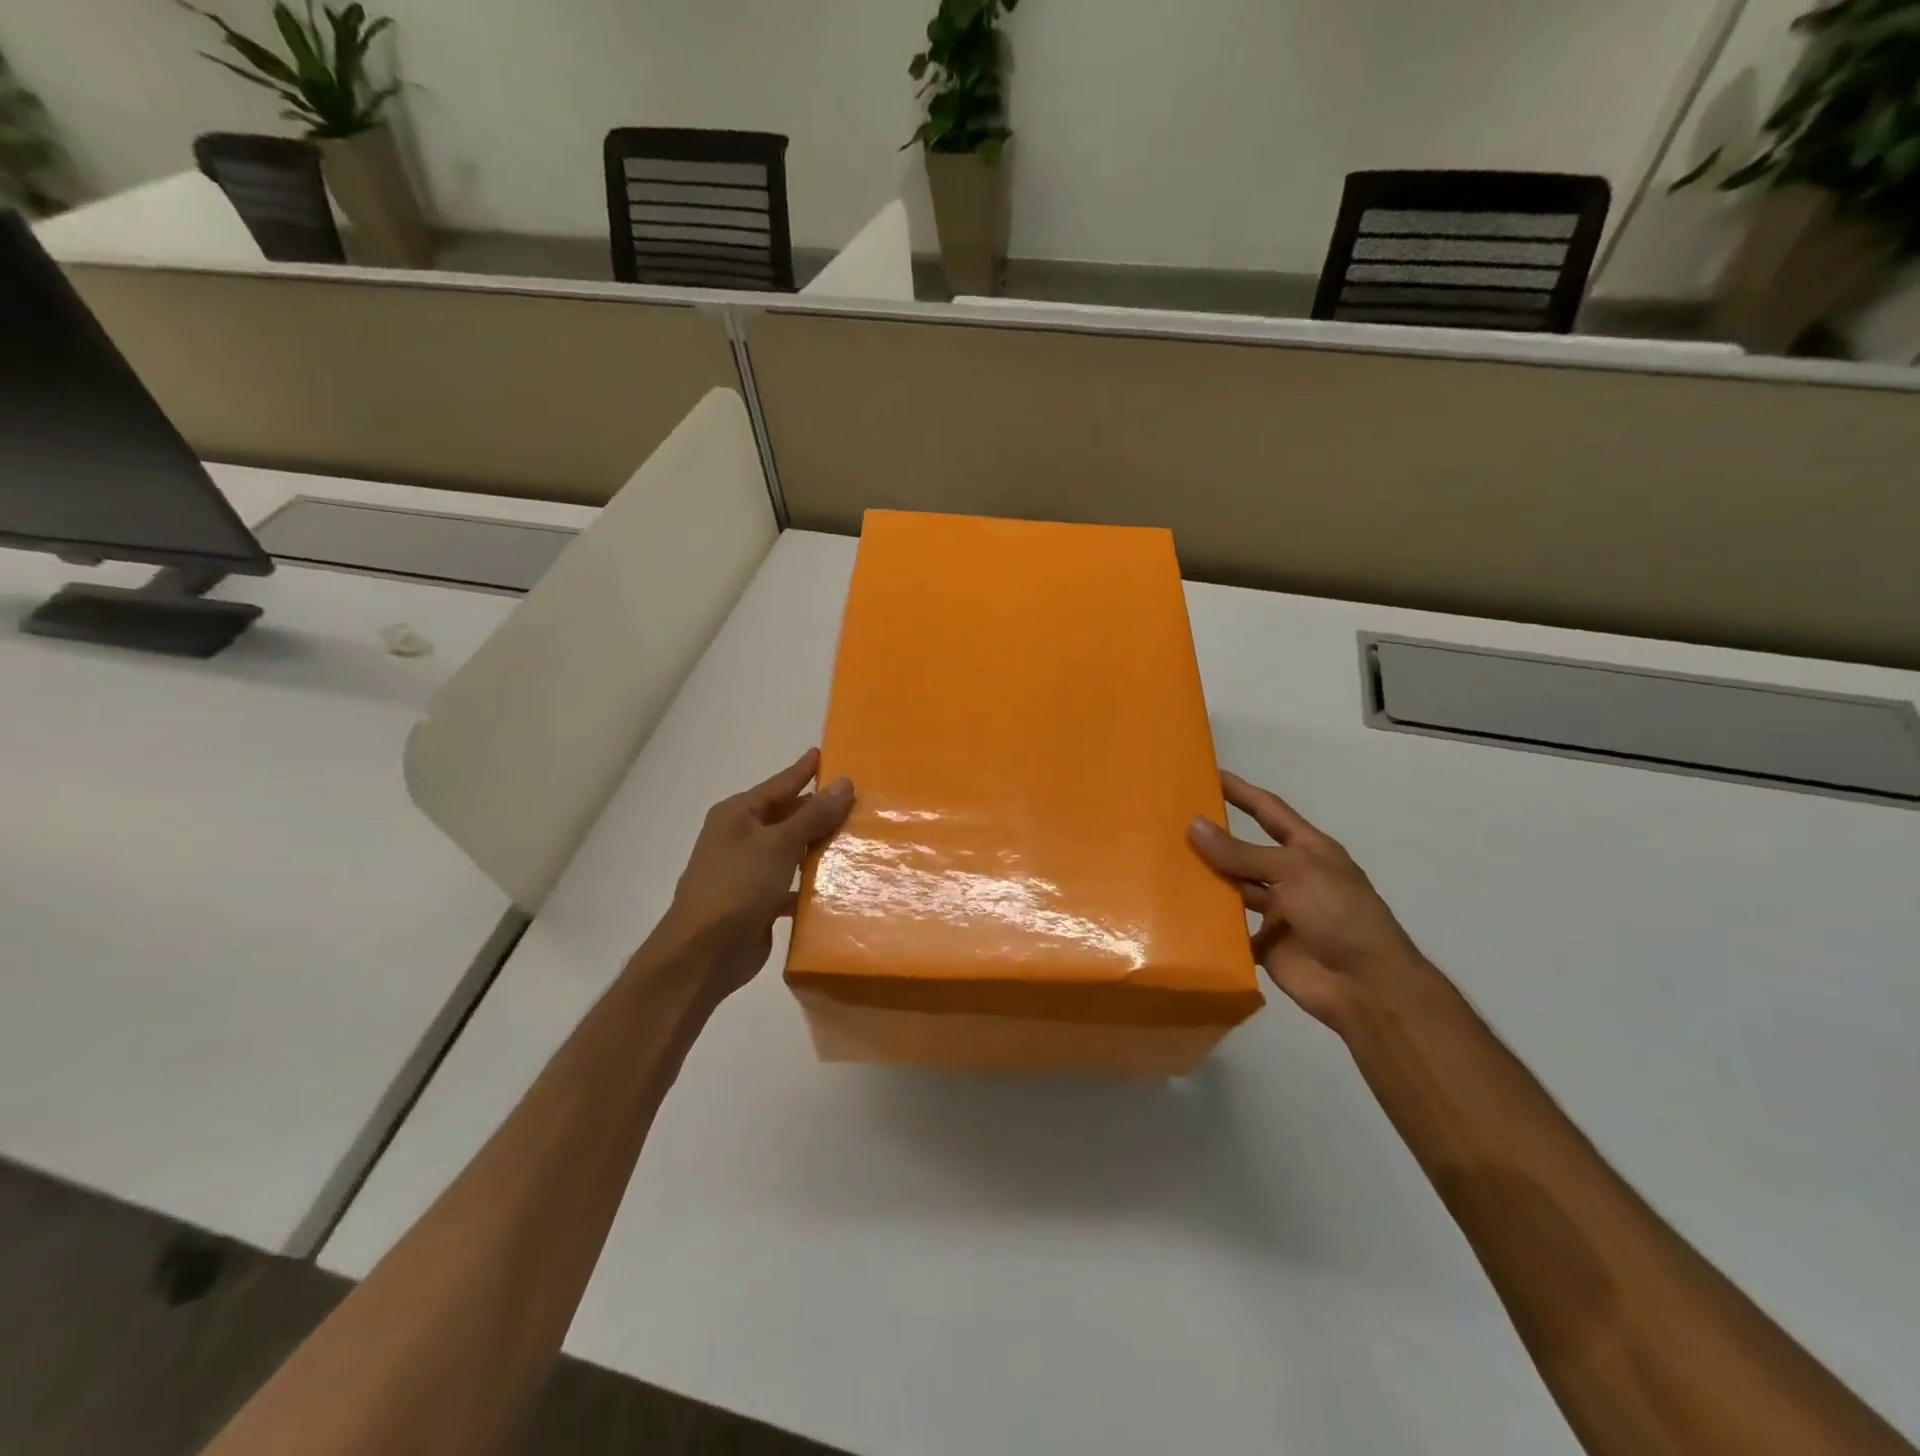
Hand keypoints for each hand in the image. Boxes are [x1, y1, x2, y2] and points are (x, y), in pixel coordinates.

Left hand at [656, 749, 854, 1002]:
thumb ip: (813, 814)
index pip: (780, 784)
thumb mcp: (779, 843)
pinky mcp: (759, 901)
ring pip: (792, 850)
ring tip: (858, 837)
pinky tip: (841, 883)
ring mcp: (749, 871)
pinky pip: (792, 883)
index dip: (804, 770)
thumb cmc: (737, 886)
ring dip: (819, 846)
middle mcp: (741, 837)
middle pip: (788, 816)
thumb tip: (844, 782)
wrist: (704, 953)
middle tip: (859, 801)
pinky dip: (812, 882)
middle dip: (819, 810)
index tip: (827, 753)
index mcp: (738, 814)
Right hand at [1188, 772, 1448, 1033]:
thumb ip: (1242, 852)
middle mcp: (1291, 876)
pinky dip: (1208, 920)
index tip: (1209, 774)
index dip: (1241, 792)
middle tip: (1170, 822)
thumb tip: (1194, 825)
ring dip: (1207, 878)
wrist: (1364, 986)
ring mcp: (1277, 911)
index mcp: (1307, 851)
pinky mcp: (1264, 943)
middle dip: (1214, 837)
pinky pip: (1229, 927)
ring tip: (1164, 863)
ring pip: (1234, 888)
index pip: (1269, 811)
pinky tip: (1176, 908)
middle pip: (1245, 850)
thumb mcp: (1293, 871)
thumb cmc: (1338, 914)